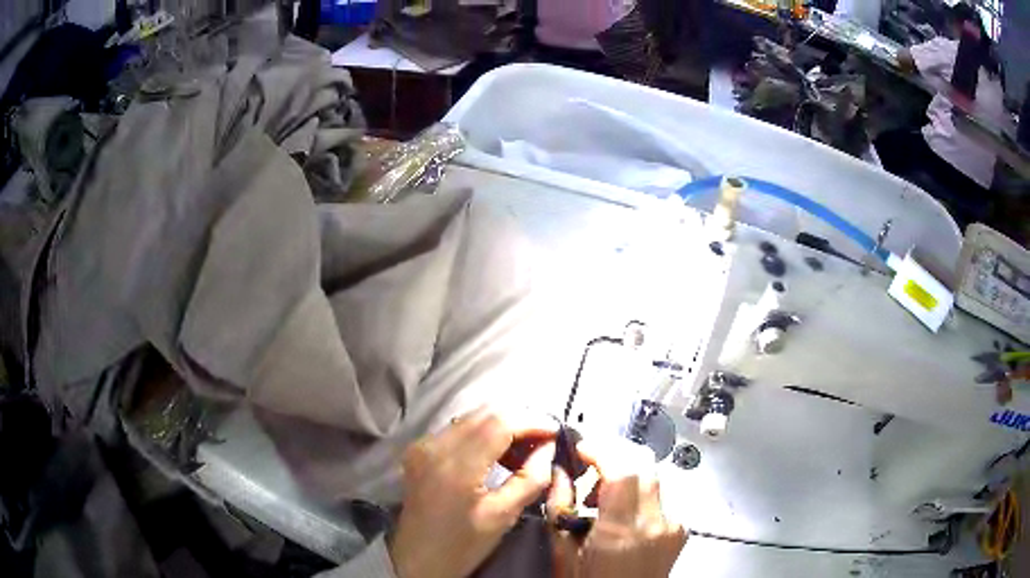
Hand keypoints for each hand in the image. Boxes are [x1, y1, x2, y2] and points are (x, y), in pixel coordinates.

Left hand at [389, 408, 555, 577]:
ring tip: (523, 448)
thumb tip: (549, 447)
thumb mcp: (503, 516)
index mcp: (456, 465)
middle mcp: (435, 445)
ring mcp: (423, 445)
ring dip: (501, 425)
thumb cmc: (462, 544)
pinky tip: (496, 453)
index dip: (532, 421)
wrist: (417, 558)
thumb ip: (530, 479)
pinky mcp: (418, 449)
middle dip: (519, 420)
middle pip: (485, 413)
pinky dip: (482, 433)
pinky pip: (457, 428)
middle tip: (543, 441)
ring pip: (471, 417)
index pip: (500, 422)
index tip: (556, 432)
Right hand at [549, 439, 686, 577]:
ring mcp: (674, 525)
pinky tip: (621, 512)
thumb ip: (560, 506)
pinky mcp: (681, 528)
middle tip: (589, 465)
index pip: (623, 470)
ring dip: (626, 473)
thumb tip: (559, 470)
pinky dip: (638, 493)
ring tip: (601, 494)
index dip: (602, 450)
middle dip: (614, 454)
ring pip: (653, 477)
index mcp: (623, 531)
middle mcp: (657, 522)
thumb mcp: (562, 551)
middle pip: (644, 464)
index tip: (581, 448)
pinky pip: (660, 496)